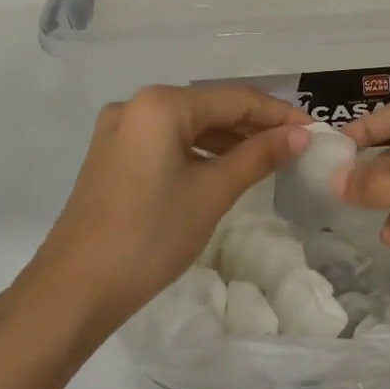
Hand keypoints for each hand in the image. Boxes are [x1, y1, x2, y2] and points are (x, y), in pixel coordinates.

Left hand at [19, 85, 308, 336]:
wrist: (75, 289)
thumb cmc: (151, 235)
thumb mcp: (213, 192)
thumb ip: (259, 156)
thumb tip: (301, 135)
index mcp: (161, 104)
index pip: (235, 99)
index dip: (278, 114)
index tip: (314, 131)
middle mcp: (136, 105)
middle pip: (211, 107)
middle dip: (254, 125)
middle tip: (296, 146)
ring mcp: (120, 130)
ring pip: (189, 125)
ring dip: (229, 139)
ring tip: (269, 158)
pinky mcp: (113, 155)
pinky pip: (168, 142)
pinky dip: (200, 151)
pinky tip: (225, 168)